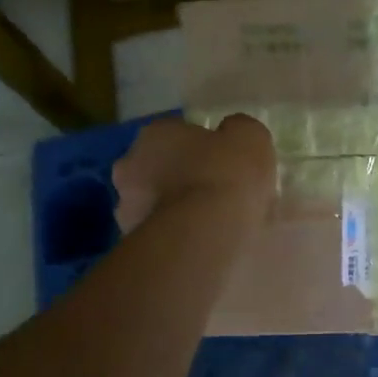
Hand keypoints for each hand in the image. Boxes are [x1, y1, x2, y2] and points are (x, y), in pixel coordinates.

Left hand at [114, 114, 275, 233]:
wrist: (206, 236)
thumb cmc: (226, 175)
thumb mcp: (250, 137)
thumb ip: (237, 130)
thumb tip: (231, 134)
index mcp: (155, 134)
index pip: (177, 132)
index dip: (203, 146)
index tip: (225, 160)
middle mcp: (130, 165)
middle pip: (161, 167)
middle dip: (183, 177)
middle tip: (217, 192)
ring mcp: (127, 208)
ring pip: (157, 204)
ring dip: (178, 209)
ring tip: (214, 225)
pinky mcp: (134, 245)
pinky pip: (161, 235)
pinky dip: (178, 237)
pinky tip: (203, 245)